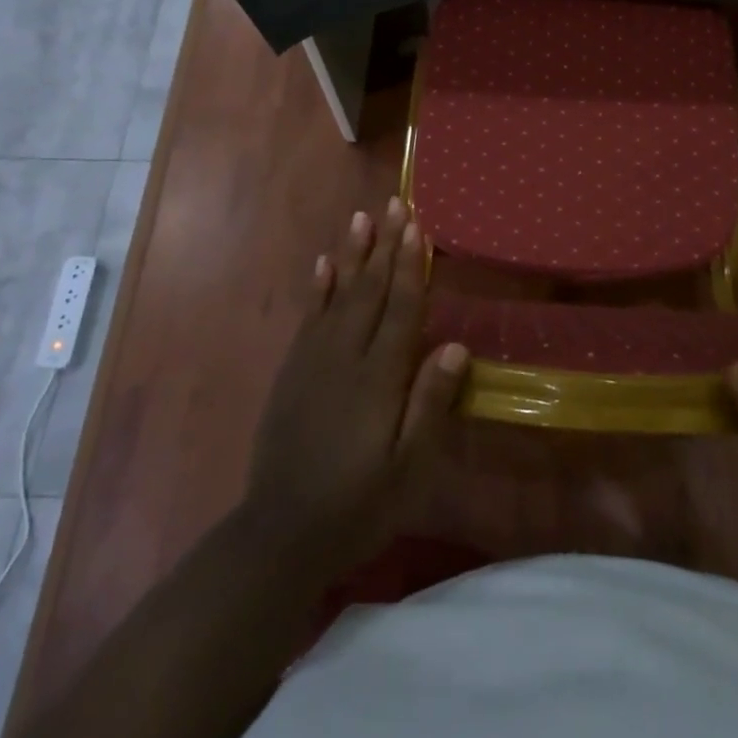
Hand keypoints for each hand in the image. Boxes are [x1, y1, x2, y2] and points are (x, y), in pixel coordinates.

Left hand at [241, 198, 469, 578]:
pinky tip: (324, 264)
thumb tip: (455, 346)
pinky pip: (308, 318)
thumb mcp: (408, 467)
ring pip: (339, 295)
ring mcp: (314, 361)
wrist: (282, 532)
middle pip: (371, 291)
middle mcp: (346, 357)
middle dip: (385, 246)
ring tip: (361, 217)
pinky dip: (318, 288)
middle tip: (395, 204)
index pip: (402, 309)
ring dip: (353, 255)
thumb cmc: (359, 503)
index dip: (412, 266)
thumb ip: (430, 404)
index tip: (418, 227)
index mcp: (379, 378)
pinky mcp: (292, 372)